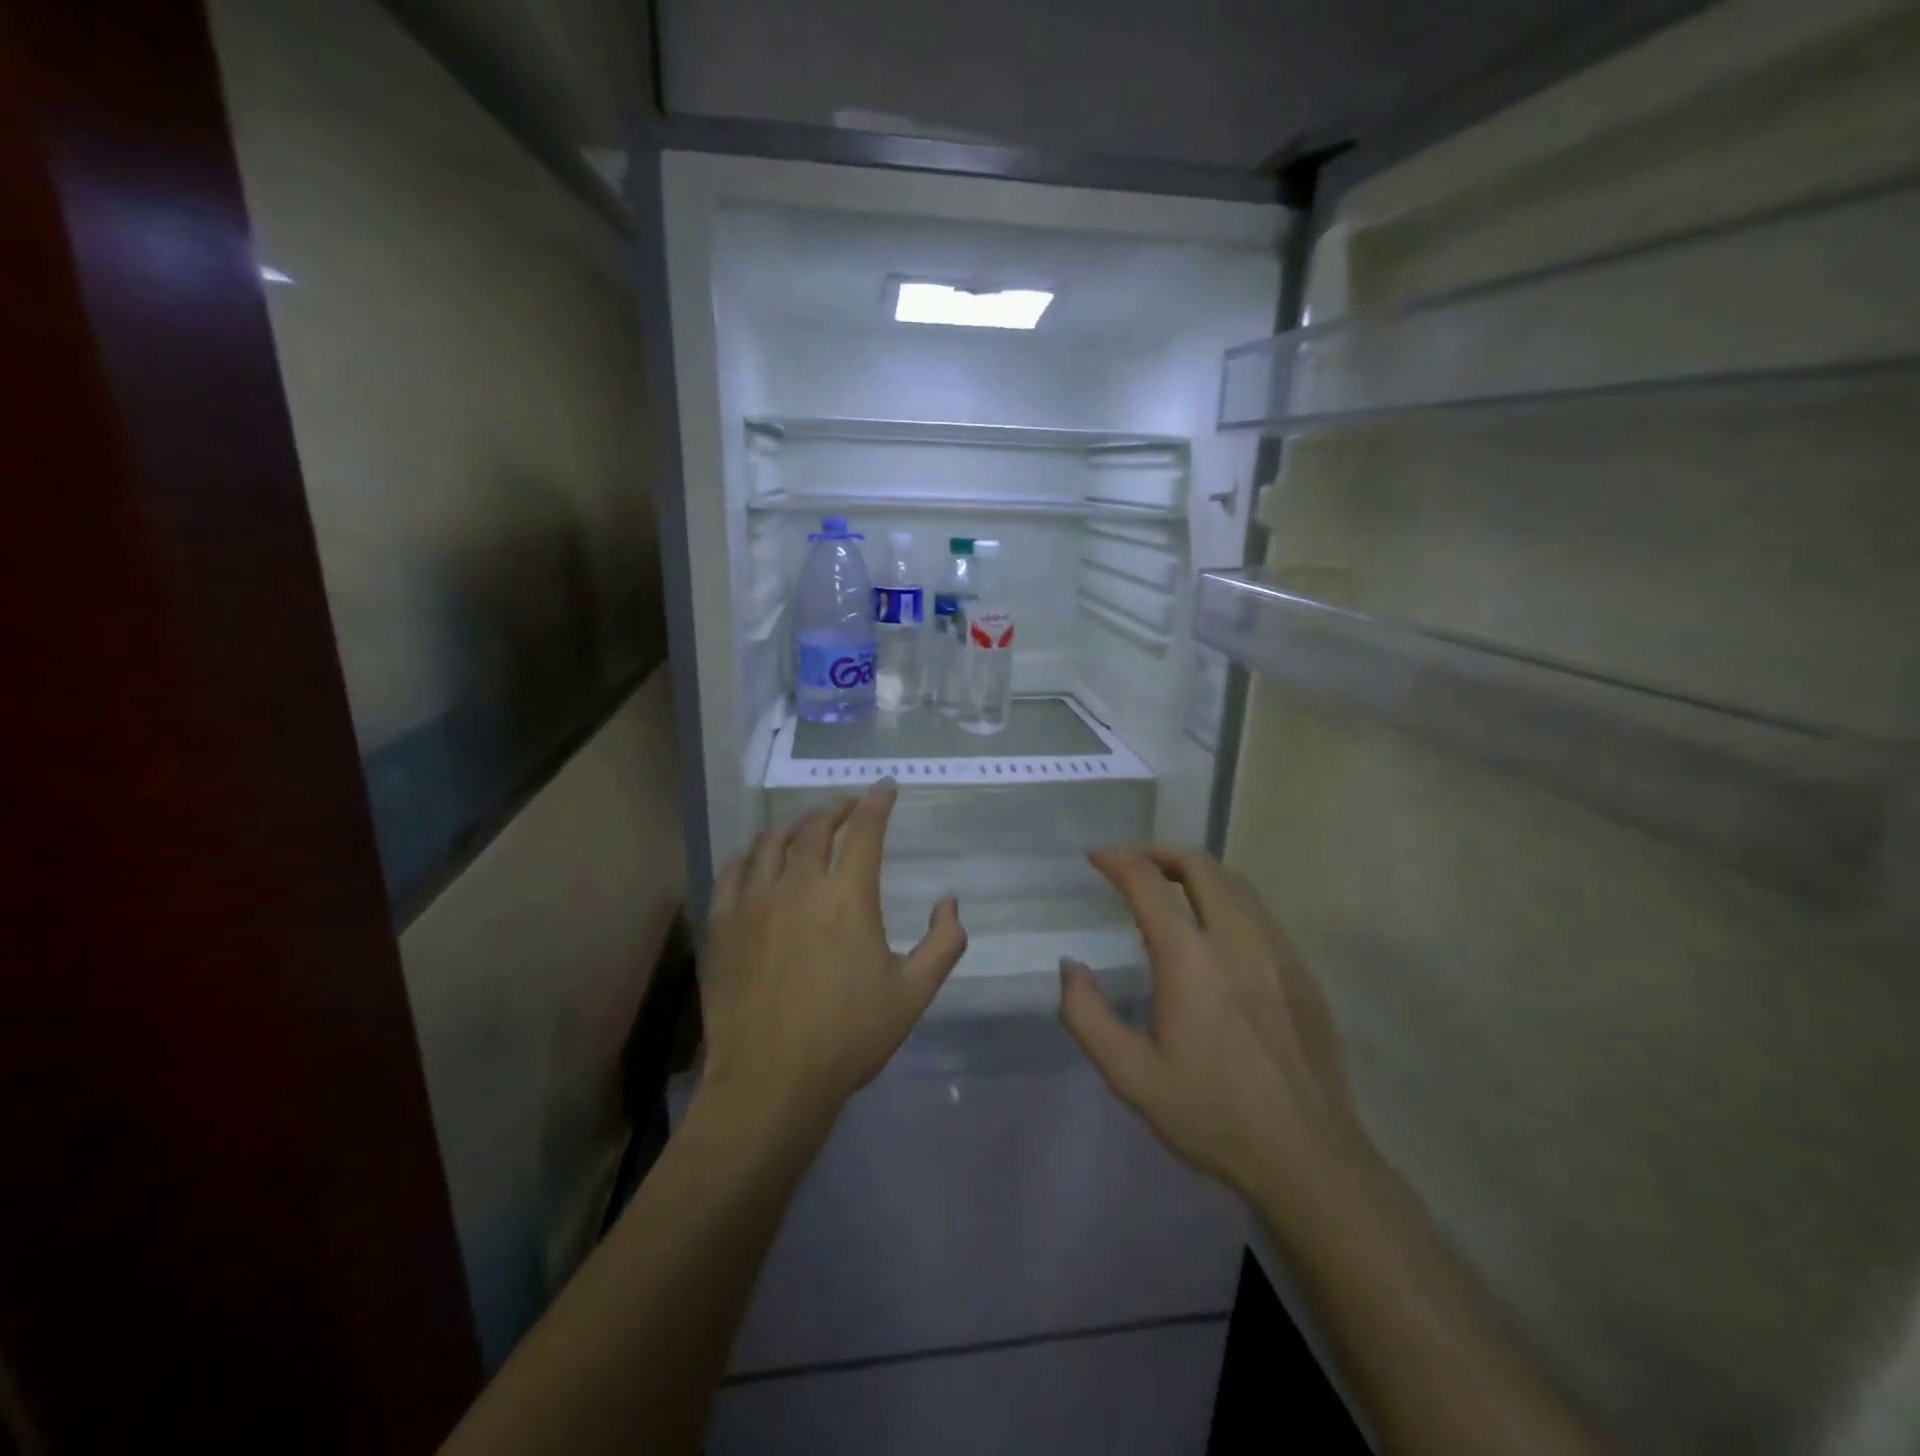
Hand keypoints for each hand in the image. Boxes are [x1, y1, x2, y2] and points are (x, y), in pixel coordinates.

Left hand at [701, 782, 967, 1131]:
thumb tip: (949, 902)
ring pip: (771, 841)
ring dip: (794, 825)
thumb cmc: (849, 1037)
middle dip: (837, 808)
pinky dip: (751, 854)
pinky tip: (757, 858)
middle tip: (848, 806)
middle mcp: (799, 884)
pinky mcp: (722, 923)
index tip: (886, 788)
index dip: (878, 802)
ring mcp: (754, 901)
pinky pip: (734, 870)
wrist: (770, 1081)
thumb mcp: (913, 994)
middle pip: (815, 826)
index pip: (865, 830)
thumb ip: (944, 943)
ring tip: (805, 825)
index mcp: (848, 896)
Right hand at [1058, 846, 1368, 1222]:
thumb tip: (1071, 967)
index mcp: (1189, 959)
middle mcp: (1236, 939)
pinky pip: (1259, 912)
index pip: (1147, 881)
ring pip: (1234, 883)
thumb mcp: (1129, 1075)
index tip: (1095, 857)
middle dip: (1157, 852)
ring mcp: (1277, 951)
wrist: (1307, 1158)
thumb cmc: (1211, 1115)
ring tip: (1168, 889)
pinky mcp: (1302, 970)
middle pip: (1198, 864)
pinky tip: (1214, 932)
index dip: (1116, 859)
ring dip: (1195, 872)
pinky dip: (1226, 900)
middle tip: (1131, 865)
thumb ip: (1086, 1015)